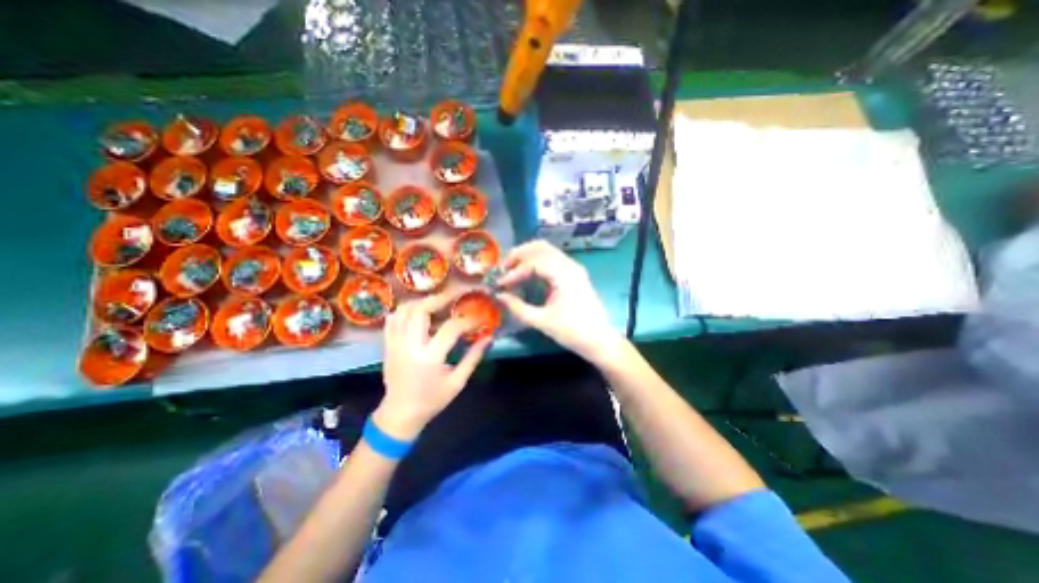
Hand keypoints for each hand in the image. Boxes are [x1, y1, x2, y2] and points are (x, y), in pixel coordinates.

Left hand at [379, 293, 492, 439]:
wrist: (400, 414)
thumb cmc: (432, 400)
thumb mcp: (457, 382)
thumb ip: (473, 357)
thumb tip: (489, 337)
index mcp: (429, 358)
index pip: (450, 328)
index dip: (468, 320)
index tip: (480, 317)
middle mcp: (409, 346)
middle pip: (421, 310)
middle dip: (441, 298)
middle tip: (457, 295)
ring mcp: (395, 343)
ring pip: (404, 310)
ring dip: (423, 301)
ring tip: (440, 301)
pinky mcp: (388, 344)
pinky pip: (393, 318)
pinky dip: (406, 310)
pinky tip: (419, 311)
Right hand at [495, 239, 624, 362]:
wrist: (598, 339)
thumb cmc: (572, 331)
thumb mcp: (541, 321)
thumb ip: (517, 307)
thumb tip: (499, 296)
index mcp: (564, 275)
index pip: (533, 263)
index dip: (514, 272)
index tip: (500, 284)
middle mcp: (569, 265)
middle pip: (540, 247)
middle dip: (518, 255)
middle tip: (503, 268)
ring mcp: (573, 267)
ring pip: (546, 250)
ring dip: (527, 256)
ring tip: (511, 270)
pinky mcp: (573, 273)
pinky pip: (552, 259)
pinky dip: (536, 262)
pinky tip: (527, 274)